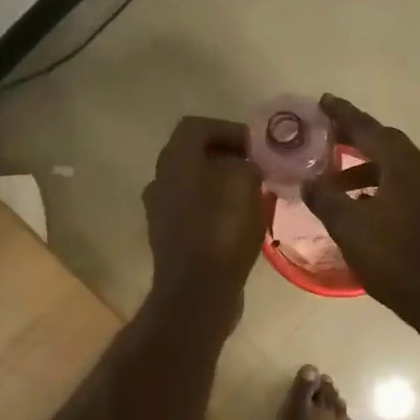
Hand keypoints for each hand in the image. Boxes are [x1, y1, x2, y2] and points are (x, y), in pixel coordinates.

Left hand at [143, 116, 265, 311]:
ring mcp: (161, 211)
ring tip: (255, 193)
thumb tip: (247, 166)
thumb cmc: (221, 230)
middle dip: (228, 156)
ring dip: (223, 183)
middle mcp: (161, 181)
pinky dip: (217, 208)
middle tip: (258, 167)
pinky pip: (196, 211)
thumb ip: (248, 164)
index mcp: (175, 161)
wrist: (197, 292)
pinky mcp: (170, 238)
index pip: (196, 127)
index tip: (255, 145)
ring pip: (195, 184)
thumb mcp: (245, 184)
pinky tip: (243, 220)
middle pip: (194, 155)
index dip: (228, 129)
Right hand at [302, 94, 419, 330]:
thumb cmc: (396, 261)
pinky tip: (361, 206)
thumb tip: (309, 181)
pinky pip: (404, 185)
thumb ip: (326, 198)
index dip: (344, 115)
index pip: (370, 130)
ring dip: (365, 167)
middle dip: (355, 138)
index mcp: (405, 166)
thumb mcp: (350, 228)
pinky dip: (379, 186)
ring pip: (395, 167)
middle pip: (386, 143)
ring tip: (334, 179)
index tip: (323, 102)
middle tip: (326, 136)